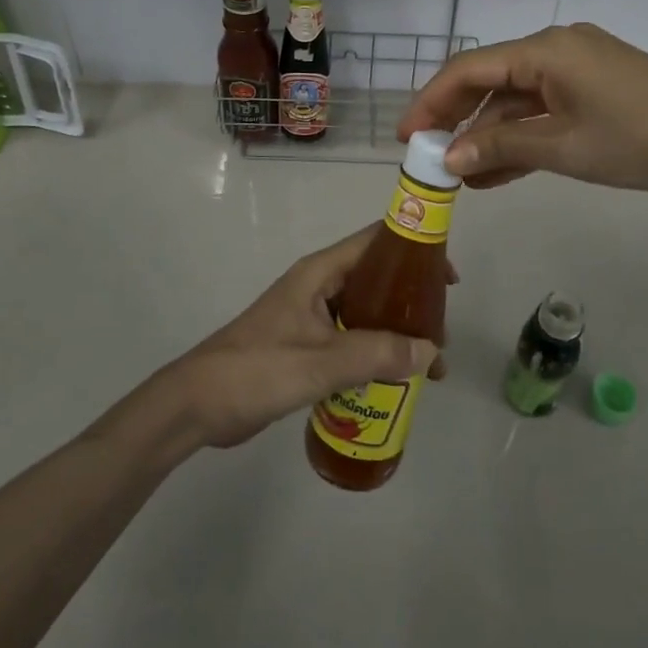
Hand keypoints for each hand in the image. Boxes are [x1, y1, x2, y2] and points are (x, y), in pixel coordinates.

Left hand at [163, 226, 450, 449]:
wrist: (198, 405)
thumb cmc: (257, 369)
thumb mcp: (320, 362)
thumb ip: (376, 355)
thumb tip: (431, 352)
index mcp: (319, 273)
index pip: (375, 242)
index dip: (414, 249)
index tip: (449, 277)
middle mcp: (319, 287)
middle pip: (376, 280)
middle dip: (412, 302)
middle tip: (442, 333)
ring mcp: (311, 317)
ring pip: (366, 314)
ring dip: (396, 334)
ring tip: (429, 365)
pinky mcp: (306, 347)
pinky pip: (352, 342)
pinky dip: (376, 355)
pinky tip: (395, 381)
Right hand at [399, 22, 647, 197]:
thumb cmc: (639, 138)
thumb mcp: (563, 147)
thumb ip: (500, 149)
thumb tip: (449, 159)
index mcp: (544, 50)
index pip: (468, 69)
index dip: (431, 101)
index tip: (406, 137)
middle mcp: (556, 48)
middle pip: (490, 80)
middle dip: (457, 119)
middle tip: (428, 156)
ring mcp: (580, 67)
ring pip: (518, 98)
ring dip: (490, 135)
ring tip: (462, 176)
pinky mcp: (597, 87)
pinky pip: (545, 108)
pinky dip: (523, 136)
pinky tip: (500, 170)